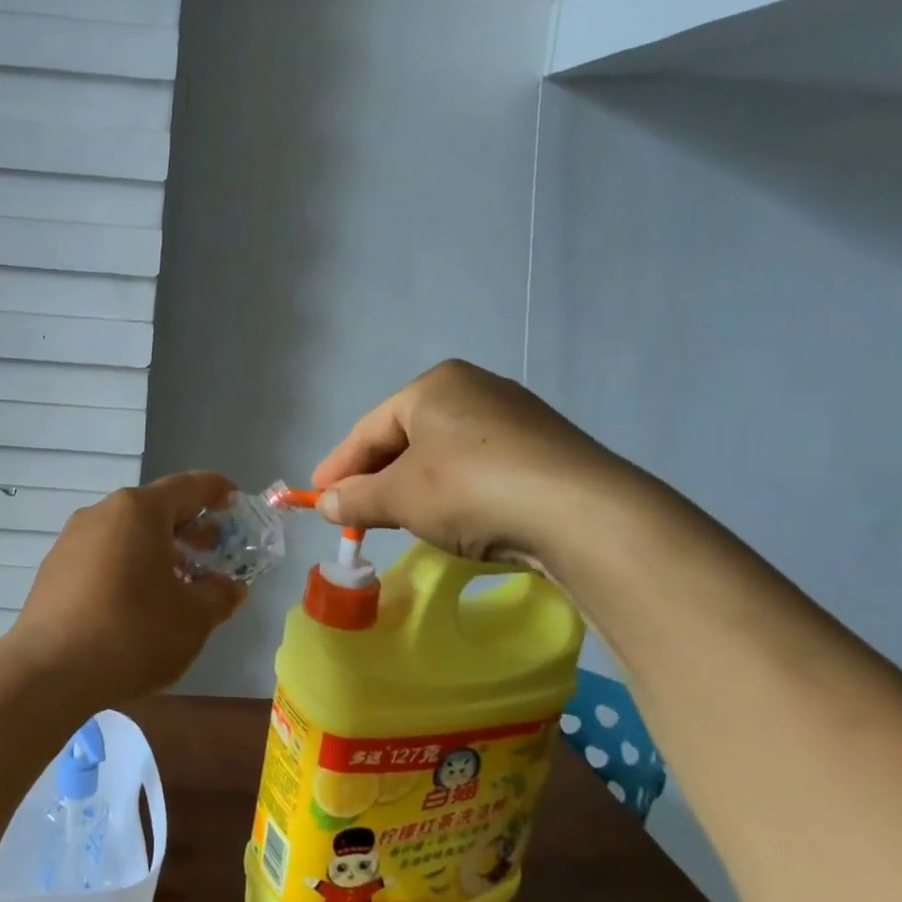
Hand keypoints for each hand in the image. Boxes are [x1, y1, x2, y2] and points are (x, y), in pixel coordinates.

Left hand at [10, 472, 245, 708]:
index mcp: (139, 510)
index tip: (235, 502)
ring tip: (177, 582)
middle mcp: (102, 513)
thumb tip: (228, 586)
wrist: (50, 671)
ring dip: (156, 549)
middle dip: (188, 527)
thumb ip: (219, 595)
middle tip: (214, 552)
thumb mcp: (193, 618)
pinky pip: (101, 555)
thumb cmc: (134, 632)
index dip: (217, 490)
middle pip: (154, 508)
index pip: (188, 485)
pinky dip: (127, 566)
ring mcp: (72, 540)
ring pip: (125, 533)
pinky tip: (136, 602)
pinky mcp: (53, 569)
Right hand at [311, 360, 627, 568]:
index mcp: (434, 385)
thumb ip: (356, 498)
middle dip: (378, 476)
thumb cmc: (470, 489)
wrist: (583, 513)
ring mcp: (517, 416)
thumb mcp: (400, 497)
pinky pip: (481, 466)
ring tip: (400, 516)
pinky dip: (455, 490)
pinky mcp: (546, 448)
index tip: (318, 496)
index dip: (339, 465)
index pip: (370, 428)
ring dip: (415, 485)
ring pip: (444, 453)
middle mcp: (475, 388)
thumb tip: (326, 504)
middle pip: (406, 437)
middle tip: (355, 510)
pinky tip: (454, 516)